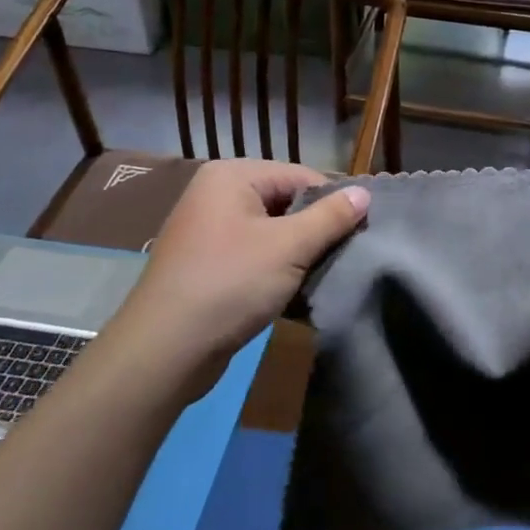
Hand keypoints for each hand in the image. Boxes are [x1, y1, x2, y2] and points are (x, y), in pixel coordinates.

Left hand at [105, 161, 368, 400]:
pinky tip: (297, 289)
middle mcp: (216, 194)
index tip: (364, 229)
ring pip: (272, 230)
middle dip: (316, 228)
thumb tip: (365, 192)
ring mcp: (208, 230)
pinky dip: (276, 267)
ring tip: (327, 273)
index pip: (301, 176)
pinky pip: (254, 253)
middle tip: (348, 253)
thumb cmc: (229, 284)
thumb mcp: (290, 247)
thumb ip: (331, 217)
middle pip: (286, 201)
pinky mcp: (206, 263)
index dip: (334, 201)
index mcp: (232, 176)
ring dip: (299, 252)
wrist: (163, 352)